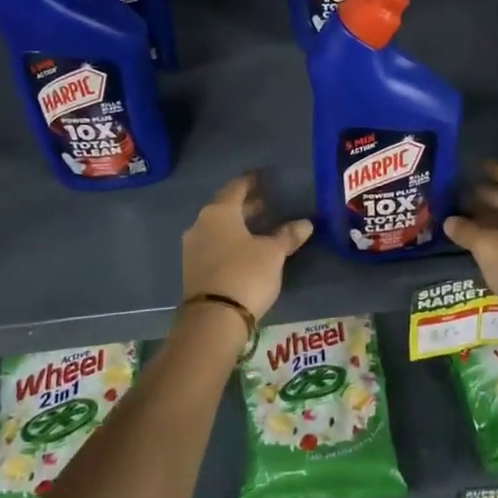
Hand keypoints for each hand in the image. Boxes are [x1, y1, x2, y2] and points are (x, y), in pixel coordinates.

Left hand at [181, 174, 313, 321]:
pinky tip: (245, 250)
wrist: (213, 319)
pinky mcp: (192, 270)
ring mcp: (193, 248)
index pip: (236, 188)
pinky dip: (230, 242)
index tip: (263, 177)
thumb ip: (287, 235)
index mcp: (219, 212)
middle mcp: (201, 225)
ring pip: (218, 228)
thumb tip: (305, 223)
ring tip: (259, 229)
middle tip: (267, 205)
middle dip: (246, 207)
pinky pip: (214, 246)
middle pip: (225, 208)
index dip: (251, 182)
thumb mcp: (273, 253)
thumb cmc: (245, 274)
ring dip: (238, 226)